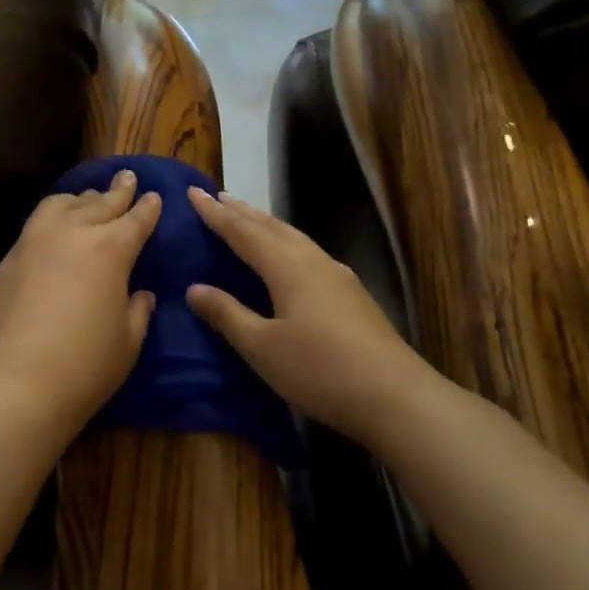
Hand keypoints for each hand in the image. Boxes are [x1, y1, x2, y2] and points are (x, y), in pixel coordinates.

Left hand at [0, 169, 161, 431]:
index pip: (136, 219)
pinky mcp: (4, 262)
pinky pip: (32, 229)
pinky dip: (49, 222)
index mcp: (110, 250)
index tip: (153, 196)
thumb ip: (137, 312)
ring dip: (79, 199)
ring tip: (86, 199)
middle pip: (99, 203)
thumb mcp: (127, 344)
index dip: (147, 207)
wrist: (10, 385)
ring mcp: (32, 243)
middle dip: (116, 191)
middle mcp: (71, 234)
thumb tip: (140, 295)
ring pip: (60, 205)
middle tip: (126, 178)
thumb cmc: (83, 368)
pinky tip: (50, 232)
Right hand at [184, 187, 434, 444]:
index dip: (216, 214)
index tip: (193, 192)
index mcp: (287, 267)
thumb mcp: (262, 347)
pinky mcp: (352, 294)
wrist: (395, 396)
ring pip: (294, 237)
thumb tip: (194, 288)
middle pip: (272, 227)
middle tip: (218, 197)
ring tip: (248, 218)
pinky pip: (308, 253)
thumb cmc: (320, 370)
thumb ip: (228, 315)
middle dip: (242, 211)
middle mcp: (313, 261)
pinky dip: (286, 242)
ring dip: (266, 224)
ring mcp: (338, 276)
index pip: (243, 232)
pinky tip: (289, 256)